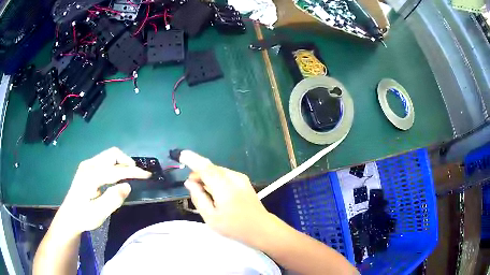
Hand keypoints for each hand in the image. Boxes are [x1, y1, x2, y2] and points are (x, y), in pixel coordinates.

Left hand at [55, 147, 150, 235]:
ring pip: (109, 156)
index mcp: (91, 176)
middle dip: (127, 162)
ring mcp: (87, 165)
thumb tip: (127, 186)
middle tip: (138, 175)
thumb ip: (113, 199)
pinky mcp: (87, 168)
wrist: (69, 216)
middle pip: (112, 154)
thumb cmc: (84, 216)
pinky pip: (105, 161)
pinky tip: (117, 177)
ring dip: (122, 163)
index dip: (133, 172)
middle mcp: (89, 165)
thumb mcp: (99, 213)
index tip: (147, 175)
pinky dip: (115, 166)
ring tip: (130, 176)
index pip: (116, 169)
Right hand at [180, 150, 274, 246]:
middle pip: (211, 168)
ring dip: (207, 177)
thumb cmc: (235, 227)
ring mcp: (241, 178)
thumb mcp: (211, 217)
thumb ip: (198, 198)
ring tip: (205, 194)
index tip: (181, 154)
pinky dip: (216, 180)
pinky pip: (224, 175)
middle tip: (193, 188)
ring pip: (217, 171)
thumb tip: (189, 182)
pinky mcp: (244, 181)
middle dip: (198, 174)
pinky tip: (216, 193)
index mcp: (224, 187)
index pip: (205, 167)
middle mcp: (233, 177)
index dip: (192, 159)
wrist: (261, 228)